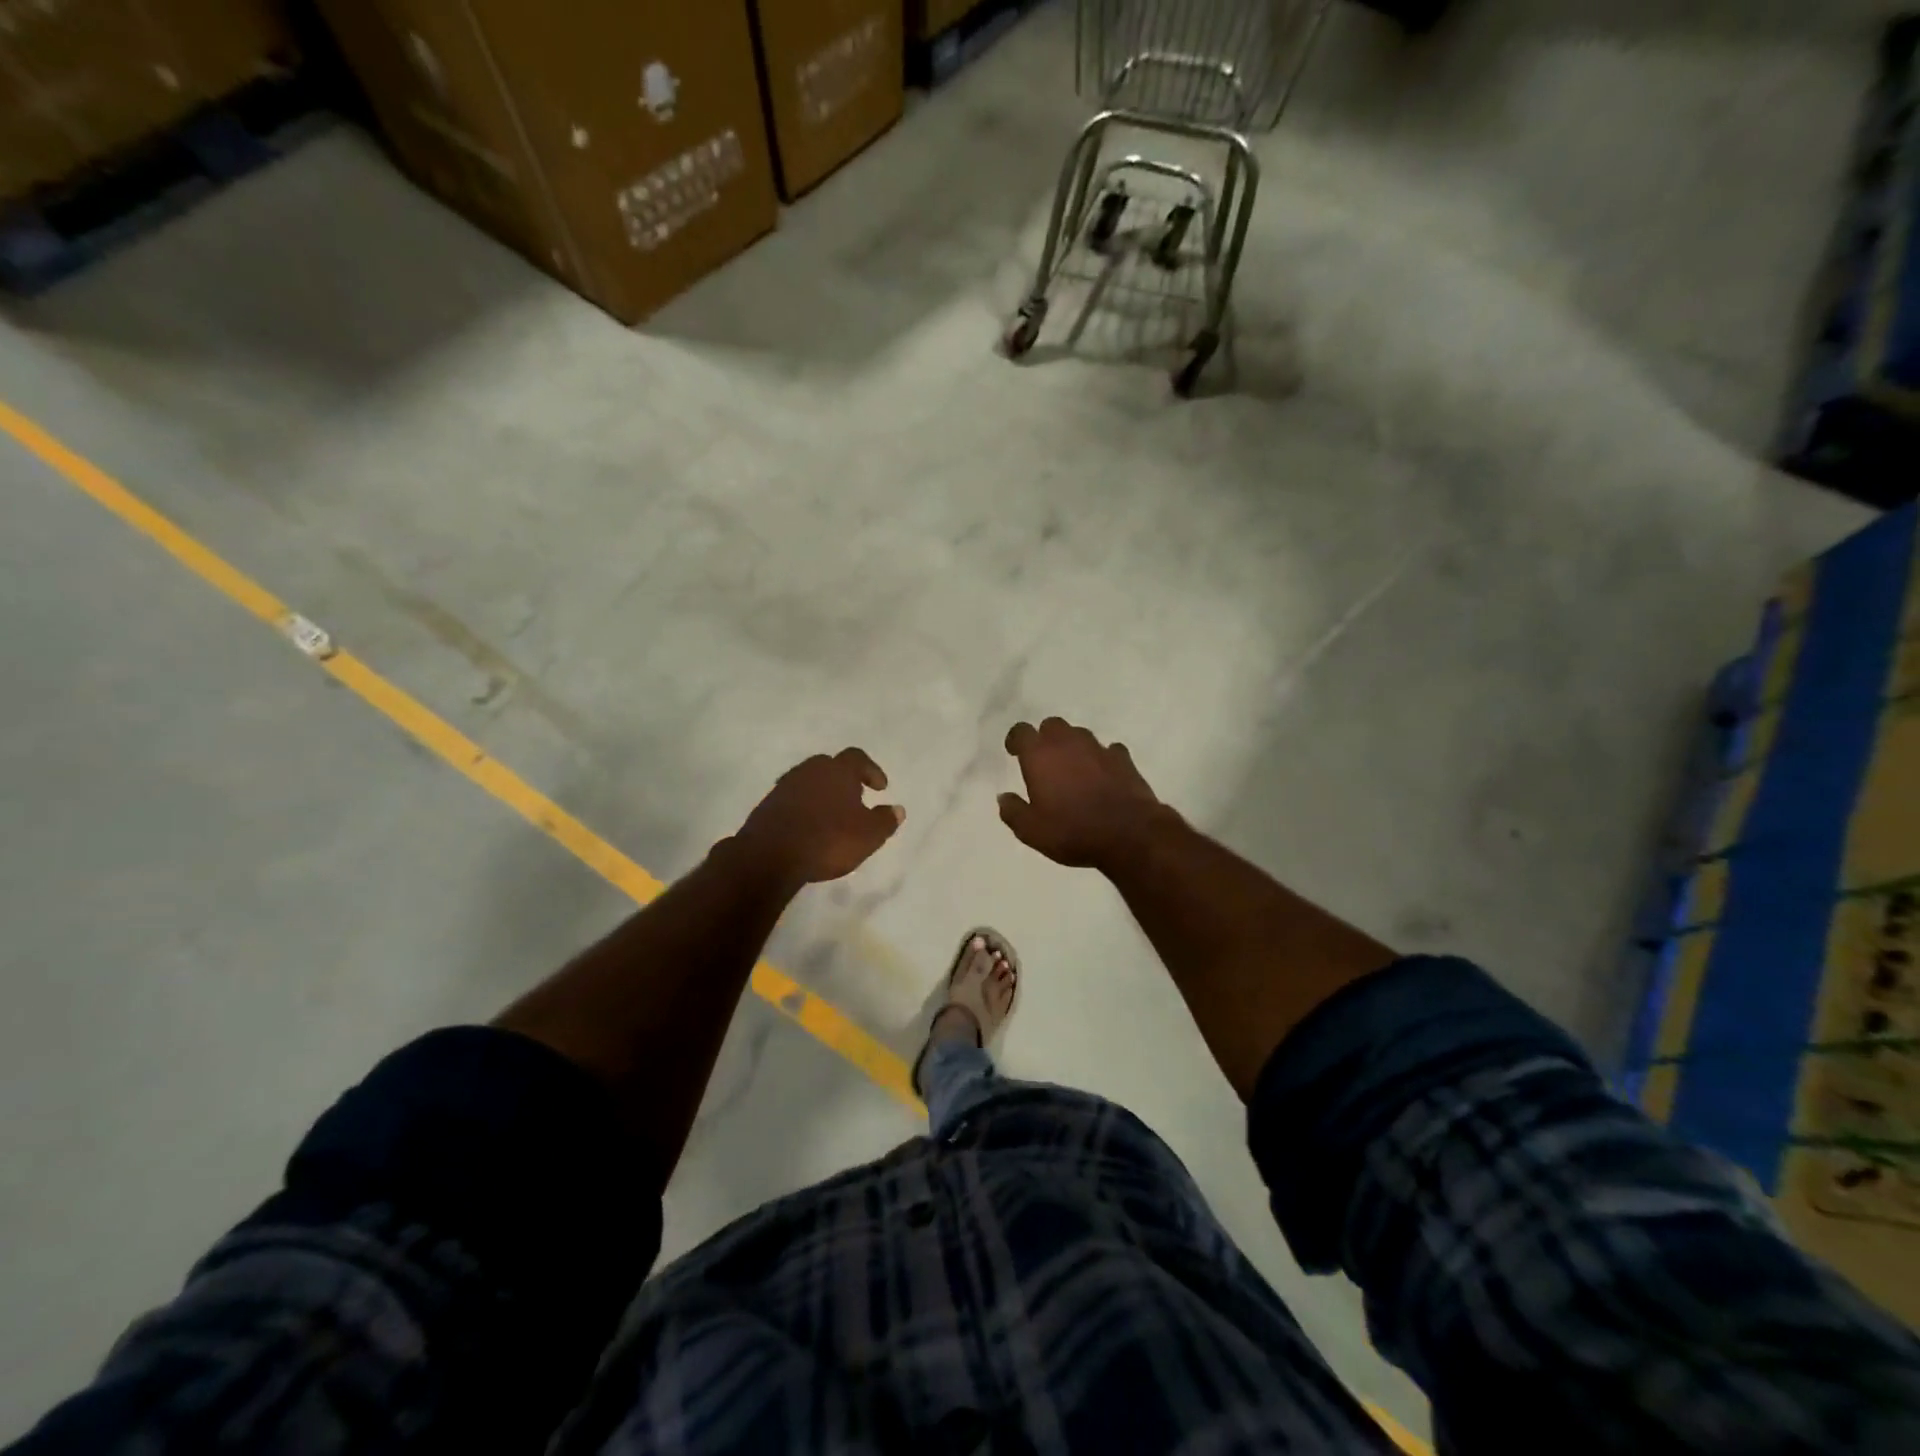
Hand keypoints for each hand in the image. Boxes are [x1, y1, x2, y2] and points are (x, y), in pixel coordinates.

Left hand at [735, 748, 904, 886]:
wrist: (770, 855)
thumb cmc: (829, 840)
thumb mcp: (869, 835)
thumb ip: (885, 820)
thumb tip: (898, 809)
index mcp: (838, 770)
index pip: (857, 757)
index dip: (871, 770)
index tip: (880, 788)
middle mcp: (810, 770)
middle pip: (830, 765)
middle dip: (844, 779)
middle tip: (854, 798)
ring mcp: (785, 786)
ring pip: (808, 781)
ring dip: (821, 793)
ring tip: (831, 814)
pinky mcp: (767, 805)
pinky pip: (792, 799)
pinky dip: (803, 807)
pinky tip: (808, 826)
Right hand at [999, 718, 1172, 869]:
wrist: (1129, 834)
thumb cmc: (1072, 831)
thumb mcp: (1031, 831)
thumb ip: (1013, 811)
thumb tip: (1003, 798)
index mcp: (1040, 755)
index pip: (1021, 731)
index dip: (1016, 740)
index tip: (1014, 752)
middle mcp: (1068, 743)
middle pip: (1052, 725)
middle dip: (1045, 739)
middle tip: (1043, 761)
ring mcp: (1099, 748)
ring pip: (1080, 734)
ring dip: (1073, 746)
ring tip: (1072, 769)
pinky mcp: (1124, 759)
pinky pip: (1108, 750)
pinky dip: (1102, 759)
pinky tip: (1103, 775)